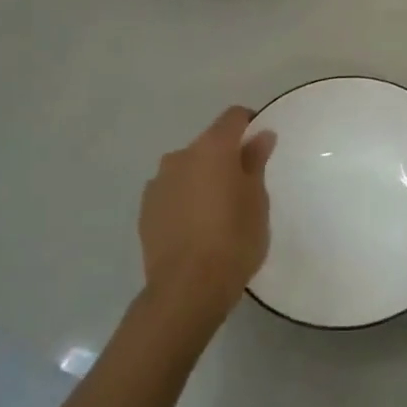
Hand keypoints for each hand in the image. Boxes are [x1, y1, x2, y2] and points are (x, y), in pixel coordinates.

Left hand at [138, 107, 275, 337]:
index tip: (261, 145)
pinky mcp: (146, 209)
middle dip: (226, 157)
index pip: (233, 117)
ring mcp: (158, 182)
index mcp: (212, 149)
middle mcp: (180, 156)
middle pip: (208, 144)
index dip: (249, 124)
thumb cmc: (234, 240)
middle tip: (244, 187)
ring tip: (217, 210)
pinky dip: (185, 198)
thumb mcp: (257, 201)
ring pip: (188, 168)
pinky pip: (172, 191)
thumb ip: (255, 163)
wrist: (187, 288)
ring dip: (203, 178)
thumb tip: (260, 136)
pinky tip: (196, 226)